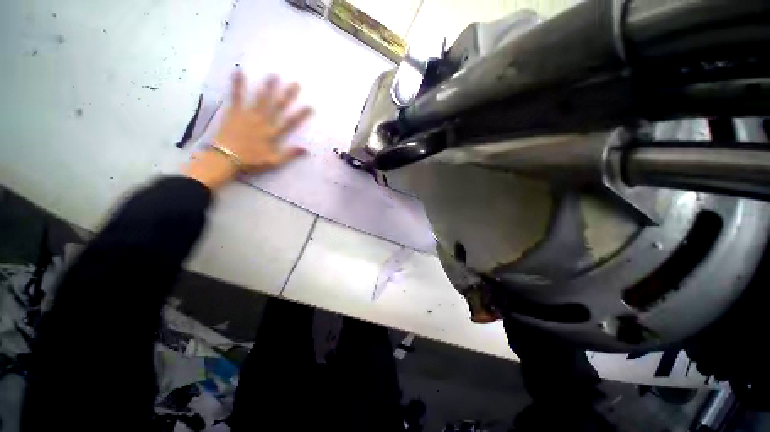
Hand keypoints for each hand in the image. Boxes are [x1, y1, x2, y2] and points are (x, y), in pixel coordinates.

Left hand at [183, 70, 312, 189]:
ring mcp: (248, 115)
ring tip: (274, 75)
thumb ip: (289, 154)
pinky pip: (236, 96)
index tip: (310, 106)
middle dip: (287, 95)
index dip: (301, 115)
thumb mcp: (273, 162)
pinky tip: (239, 71)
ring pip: (260, 99)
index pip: (290, 123)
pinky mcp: (234, 112)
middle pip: (277, 107)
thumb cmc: (251, 162)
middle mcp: (263, 122)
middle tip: (295, 83)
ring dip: (268, 87)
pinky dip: (237, 84)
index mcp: (272, 134)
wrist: (225, 159)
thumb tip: (306, 149)